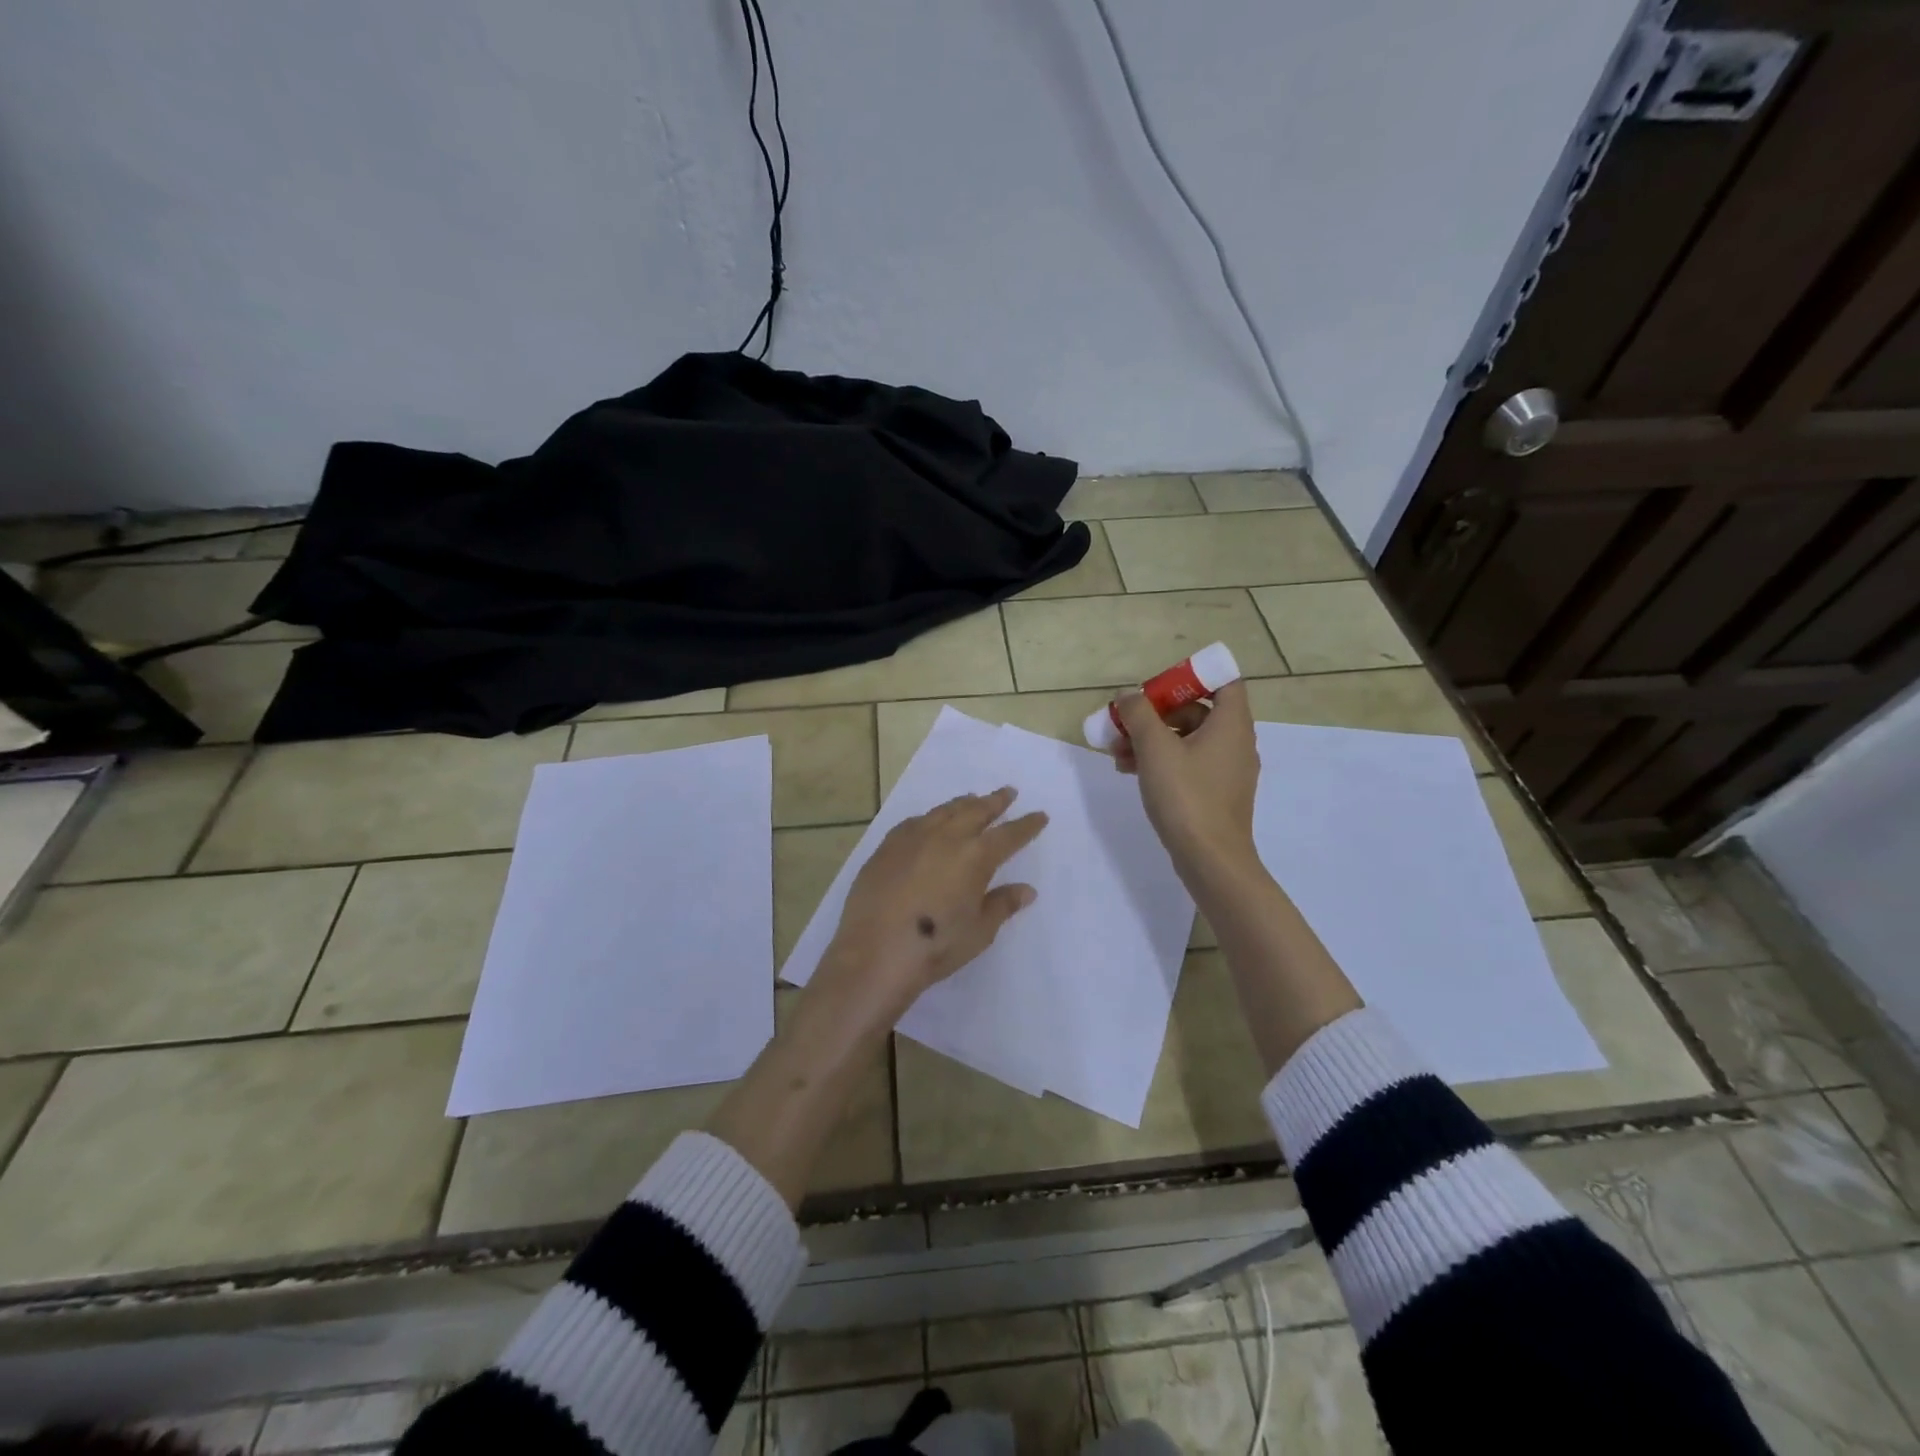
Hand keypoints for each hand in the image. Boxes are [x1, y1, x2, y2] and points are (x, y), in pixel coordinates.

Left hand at [818, 787, 1047, 1019]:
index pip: (1009, 835)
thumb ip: (1002, 905)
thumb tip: (1026, 890)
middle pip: (976, 811)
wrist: (875, 951)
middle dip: (995, 801)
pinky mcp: (887, 846)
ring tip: (973, 799)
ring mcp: (913, 838)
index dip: (1026, 825)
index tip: (1039, 815)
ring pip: (944, 811)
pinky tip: (930, 822)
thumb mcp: (979, 931)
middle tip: (1007, 792)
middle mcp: (946, 837)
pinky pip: (915, 822)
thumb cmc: (936, 945)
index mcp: (976, 856)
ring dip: (963, 803)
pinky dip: (930, 817)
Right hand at [1112, 678, 1259, 872]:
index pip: (1223, 681)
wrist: (1210, 859)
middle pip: (1197, 711)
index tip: (1157, 688)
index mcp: (1231, 724)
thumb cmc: (1186, 796)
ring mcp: (1228, 770)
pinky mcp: (1216, 794)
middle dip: (1157, 714)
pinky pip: (1189, 764)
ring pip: (1188, 740)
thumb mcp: (1155, 749)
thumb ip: (1139, 714)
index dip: (1190, 678)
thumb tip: (1128, 694)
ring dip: (1153, 740)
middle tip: (1126, 723)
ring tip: (1117, 753)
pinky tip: (1130, 771)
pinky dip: (1162, 761)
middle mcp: (1235, 742)